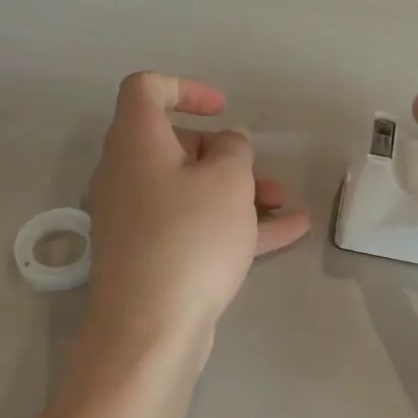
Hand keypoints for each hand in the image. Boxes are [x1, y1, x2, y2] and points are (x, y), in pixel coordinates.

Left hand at [86, 73, 310, 362]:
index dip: (186, 88)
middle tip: (257, 170)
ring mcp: (138, 219)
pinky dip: (234, 224)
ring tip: (283, 201)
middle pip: (175, 144)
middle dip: (225, 153)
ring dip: (237, 190)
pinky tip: (289, 231)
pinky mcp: (152, 256)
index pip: (145, 89)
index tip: (223, 109)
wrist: (150, 329)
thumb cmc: (189, 237)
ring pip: (190, 189)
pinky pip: (195, 226)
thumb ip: (233, 149)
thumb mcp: (227, 180)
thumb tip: (226, 146)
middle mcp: (128, 174)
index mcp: (136, 142)